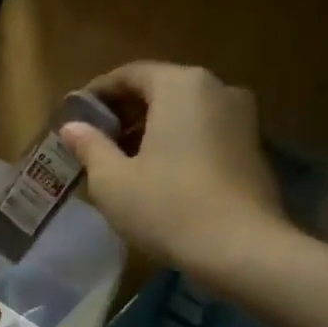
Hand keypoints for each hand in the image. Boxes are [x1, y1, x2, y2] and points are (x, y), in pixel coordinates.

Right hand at [58, 62, 294, 287]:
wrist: (244, 251)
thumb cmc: (168, 207)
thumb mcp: (112, 180)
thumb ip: (90, 146)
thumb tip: (72, 127)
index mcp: (180, 85)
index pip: (129, 74)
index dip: (96, 94)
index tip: (74, 117)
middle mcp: (217, 89)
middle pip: (159, 89)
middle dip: (124, 112)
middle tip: (94, 140)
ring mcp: (242, 118)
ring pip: (183, 112)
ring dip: (150, 129)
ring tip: (121, 161)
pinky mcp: (254, 148)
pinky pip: (204, 132)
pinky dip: (177, 142)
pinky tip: (157, 174)